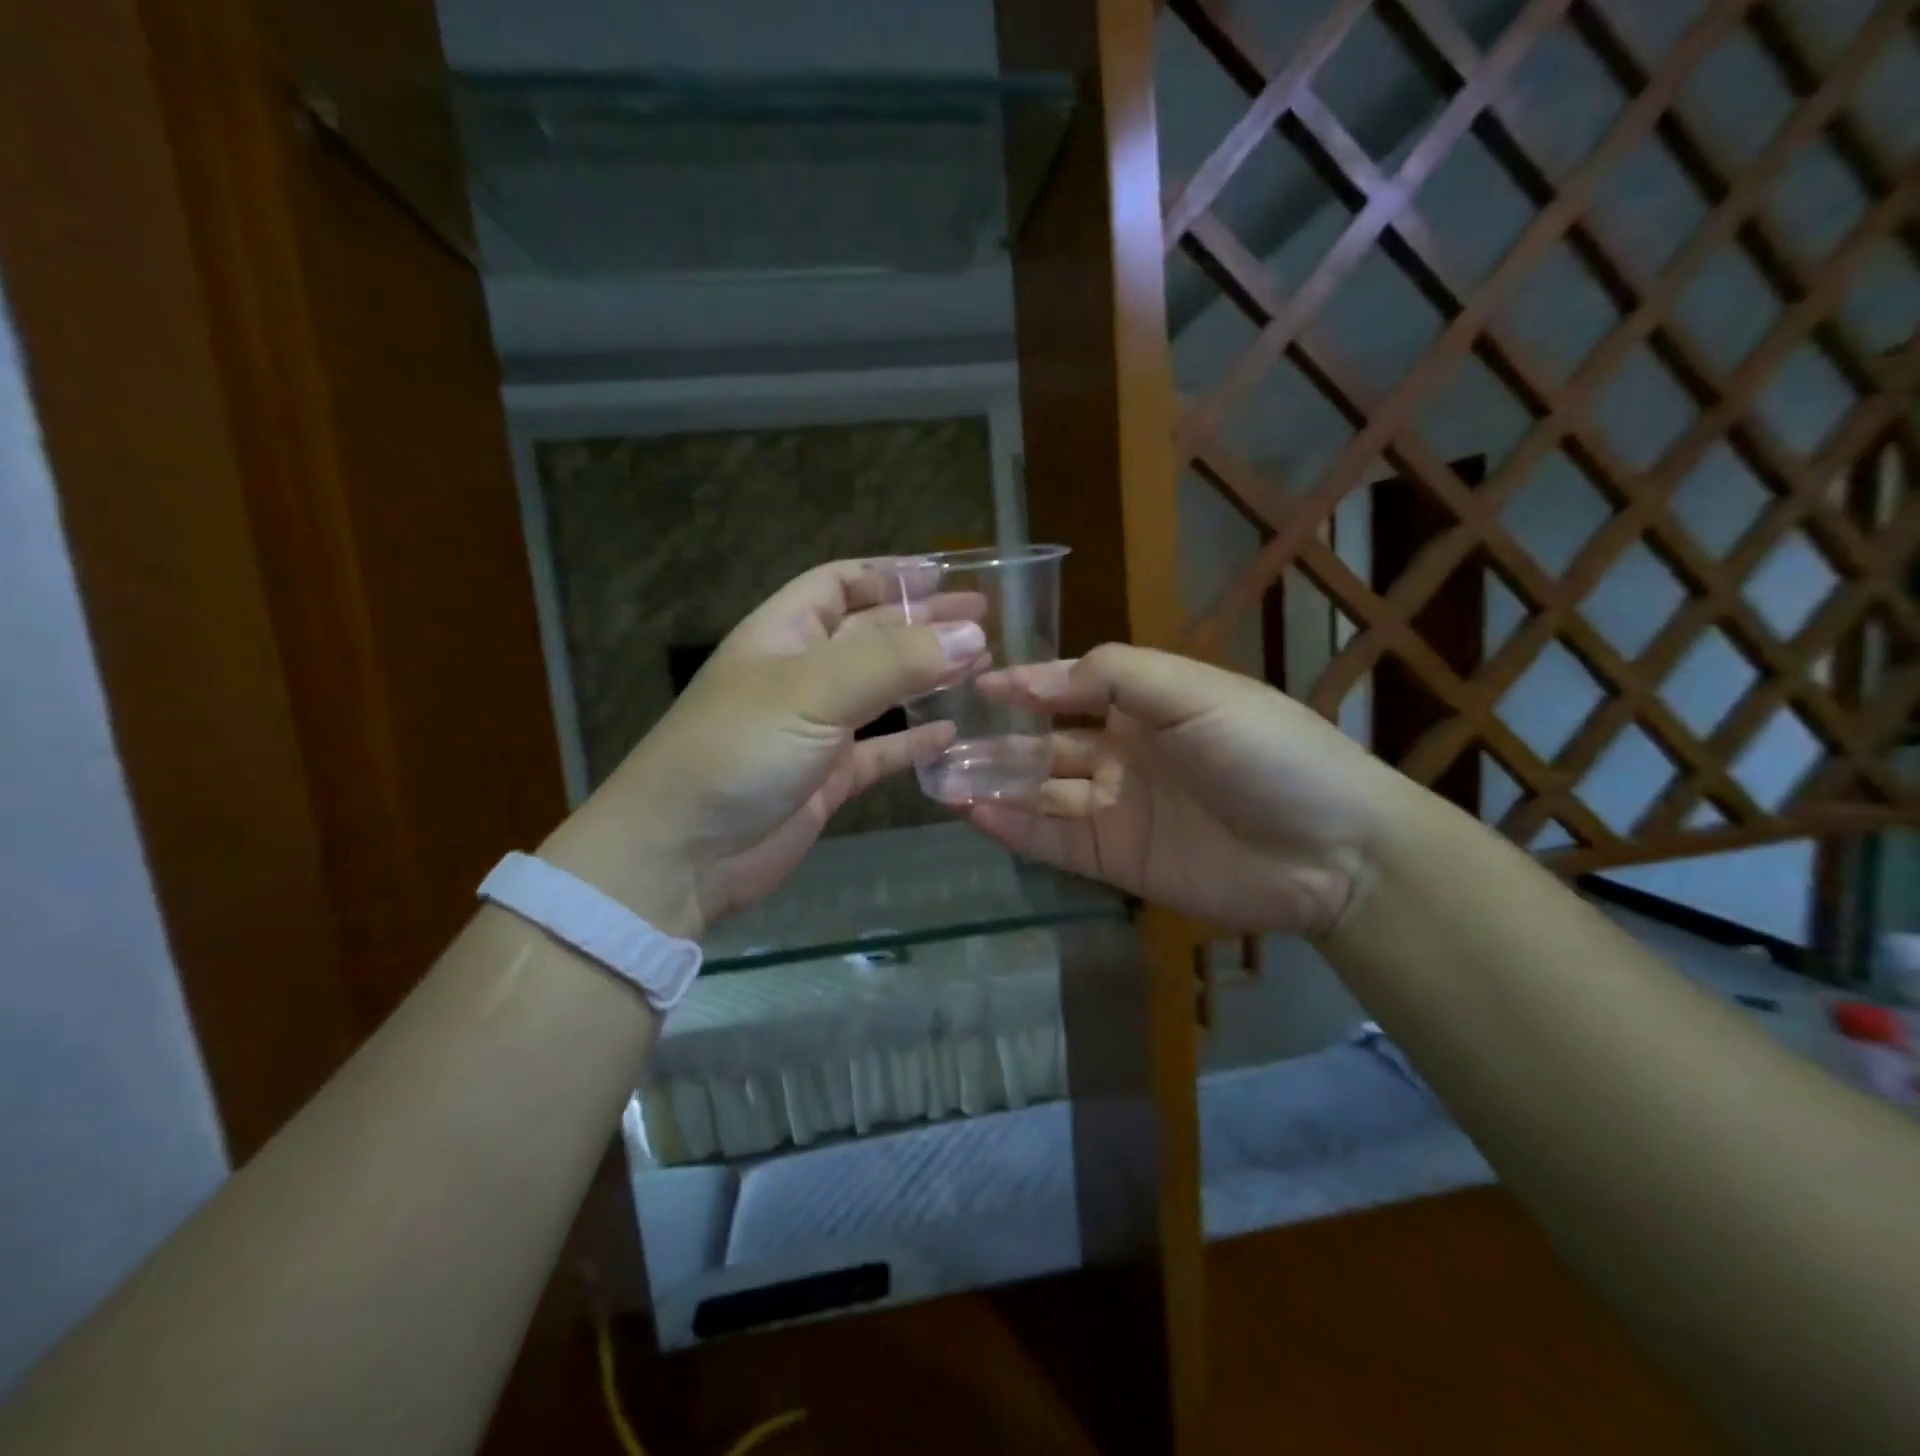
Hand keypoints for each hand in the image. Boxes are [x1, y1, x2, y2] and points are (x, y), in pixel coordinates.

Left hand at [539, 560, 985, 939]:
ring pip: (882, 692)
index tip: (945, 576)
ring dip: (926, 677)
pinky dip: (915, 742)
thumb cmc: (739, 751)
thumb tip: (971, 635)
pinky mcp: (828, 779)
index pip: (838, 584)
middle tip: (984, 622)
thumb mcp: (812, 690)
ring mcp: (815, 729)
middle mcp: (801, 675)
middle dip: (923, 623)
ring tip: (980, 667)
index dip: (888, 574)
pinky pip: (881, 752)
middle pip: (870, 635)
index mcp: (783, 634)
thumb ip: (892, 661)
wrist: (683, 854)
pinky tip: (951, 733)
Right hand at [966, 644, 1411, 936]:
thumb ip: (1120, 675)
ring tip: (944, 778)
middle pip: (1047, 744)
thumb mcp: (1197, 693)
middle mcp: (1124, 753)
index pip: (1071, 688)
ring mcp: (1117, 809)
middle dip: (998, 740)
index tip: (978, 682)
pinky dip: (1015, 829)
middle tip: (944, 739)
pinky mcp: (1117, 859)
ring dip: (996, 784)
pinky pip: (1055, 841)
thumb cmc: (1268, 753)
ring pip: (1042, 792)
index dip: (1026, 684)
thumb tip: (1046, 677)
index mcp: (1146, 706)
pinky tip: (976, 815)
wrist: (1331, 852)